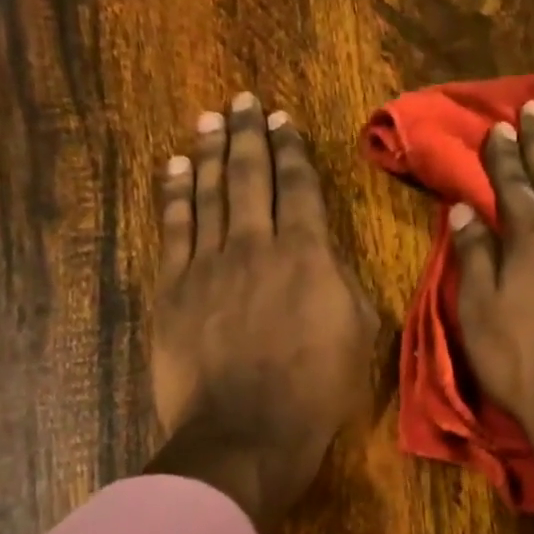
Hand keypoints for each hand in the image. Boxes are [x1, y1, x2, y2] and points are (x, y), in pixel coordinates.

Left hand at [146, 93, 378, 529]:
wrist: (247, 432)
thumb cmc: (316, 390)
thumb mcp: (360, 334)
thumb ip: (343, 282)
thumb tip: (326, 254)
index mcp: (308, 254)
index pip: (299, 187)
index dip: (291, 150)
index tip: (283, 121)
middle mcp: (257, 244)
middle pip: (250, 175)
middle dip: (248, 134)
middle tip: (243, 101)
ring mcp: (209, 263)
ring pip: (209, 192)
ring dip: (210, 151)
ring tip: (210, 118)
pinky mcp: (174, 286)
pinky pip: (173, 227)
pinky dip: (175, 193)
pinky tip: (176, 168)